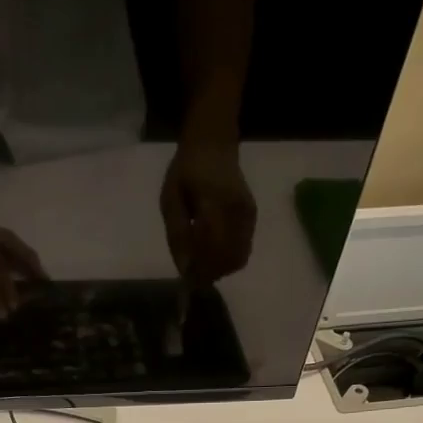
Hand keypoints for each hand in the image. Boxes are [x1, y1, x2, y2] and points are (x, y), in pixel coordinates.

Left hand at [160, 138, 256, 284]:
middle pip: (227, 259)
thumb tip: (184, 269)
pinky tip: (213, 254)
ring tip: (202, 264)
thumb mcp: (170, 199)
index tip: (186, 278)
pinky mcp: (252, 219)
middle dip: (209, 273)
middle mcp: (236, 211)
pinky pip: (243, 251)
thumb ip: (177, 234)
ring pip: (238, 259)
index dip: (199, 268)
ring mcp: (248, 216)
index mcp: (213, 202)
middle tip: (193, 274)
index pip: (211, 246)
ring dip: (219, 269)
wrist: (214, 144)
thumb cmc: (186, 170)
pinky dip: (227, 260)